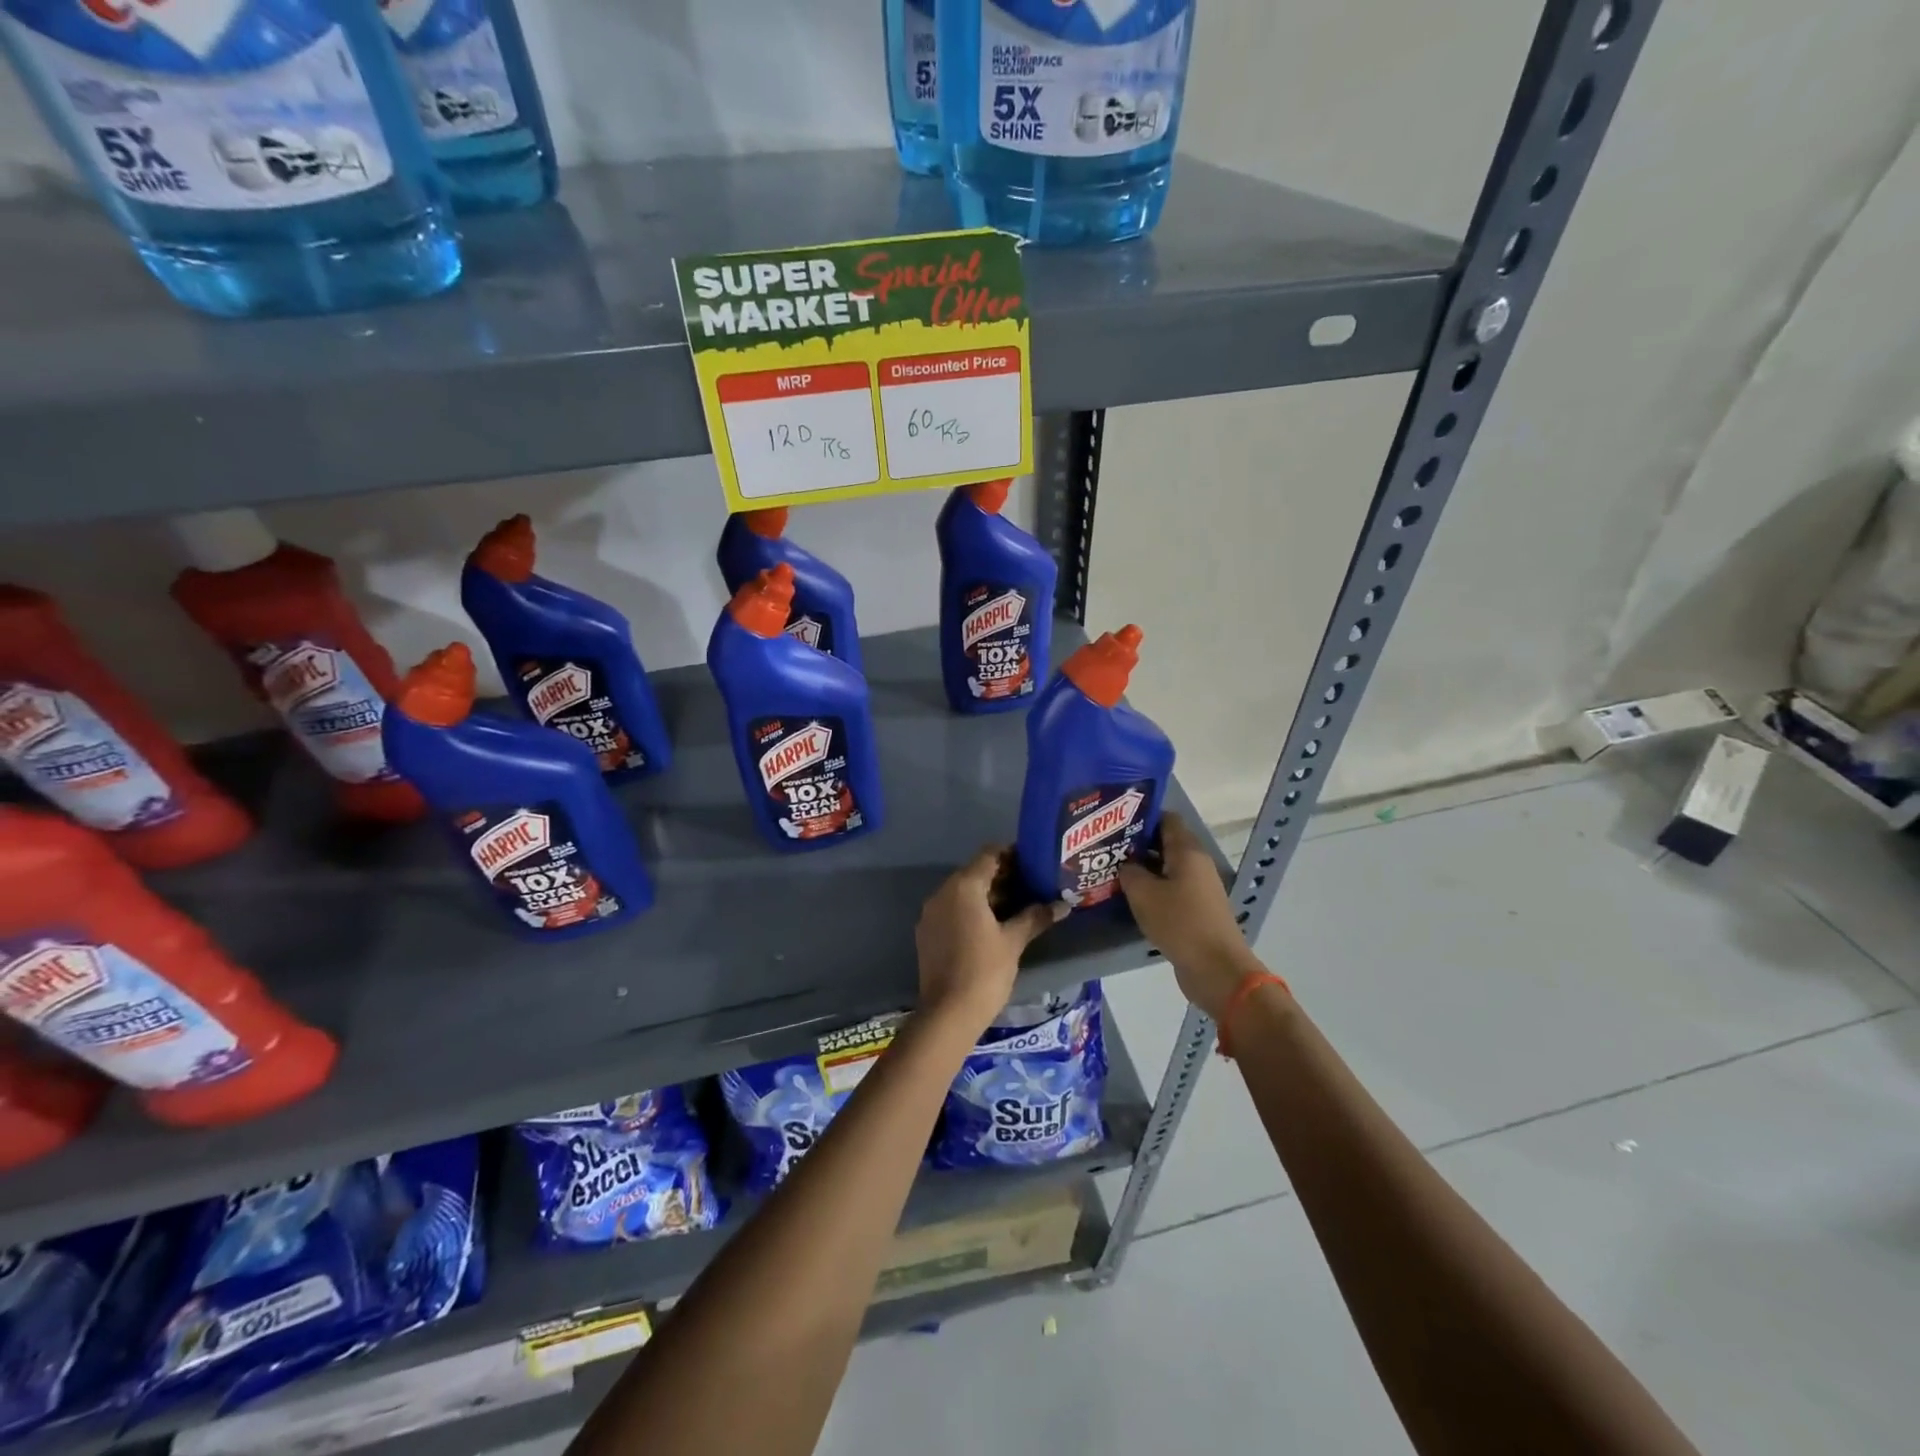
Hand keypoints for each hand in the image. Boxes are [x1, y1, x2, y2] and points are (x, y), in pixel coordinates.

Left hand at [915, 847, 1064, 1034]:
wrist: (947, 1013)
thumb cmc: (984, 971)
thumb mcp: (1013, 942)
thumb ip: (1036, 917)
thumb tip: (1062, 905)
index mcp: (963, 887)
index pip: (989, 855)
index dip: (1012, 854)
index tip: (1033, 861)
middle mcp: (942, 892)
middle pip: (975, 872)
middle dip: (1003, 876)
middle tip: (1032, 884)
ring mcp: (931, 913)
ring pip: (963, 892)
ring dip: (988, 894)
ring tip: (1018, 905)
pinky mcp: (927, 932)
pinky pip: (952, 909)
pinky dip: (972, 910)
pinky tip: (994, 925)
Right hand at [1119, 812, 1258, 1018]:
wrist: (1216, 968)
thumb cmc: (1179, 922)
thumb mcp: (1144, 894)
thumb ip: (1130, 872)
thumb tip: (1126, 865)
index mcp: (1187, 851)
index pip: (1166, 819)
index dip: (1141, 817)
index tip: (1115, 822)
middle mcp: (1196, 864)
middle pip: (1165, 843)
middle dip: (1137, 844)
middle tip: (1107, 848)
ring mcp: (1199, 888)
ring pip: (1167, 869)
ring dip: (1143, 870)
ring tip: (1113, 872)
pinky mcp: (1197, 909)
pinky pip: (1171, 890)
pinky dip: (1153, 890)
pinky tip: (1131, 898)